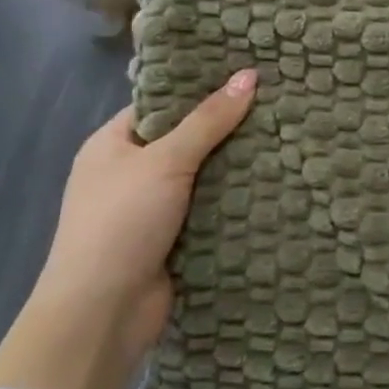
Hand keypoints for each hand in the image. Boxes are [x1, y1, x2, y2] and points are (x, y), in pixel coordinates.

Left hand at [22, 70, 256, 379]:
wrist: (102, 314)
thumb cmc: (122, 222)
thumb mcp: (165, 160)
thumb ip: (209, 120)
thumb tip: (250, 74)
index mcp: (111, 145)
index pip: (161, 104)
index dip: (199, 89)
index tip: (245, 74)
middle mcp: (128, 173)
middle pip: (185, 139)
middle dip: (226, 128)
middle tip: (276, 103)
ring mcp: (150, 209)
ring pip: (201, 176)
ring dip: (235, 165)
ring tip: (285, 135)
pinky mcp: (172, 239)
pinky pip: (208, 208)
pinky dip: (234, 200)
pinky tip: (274, 180)